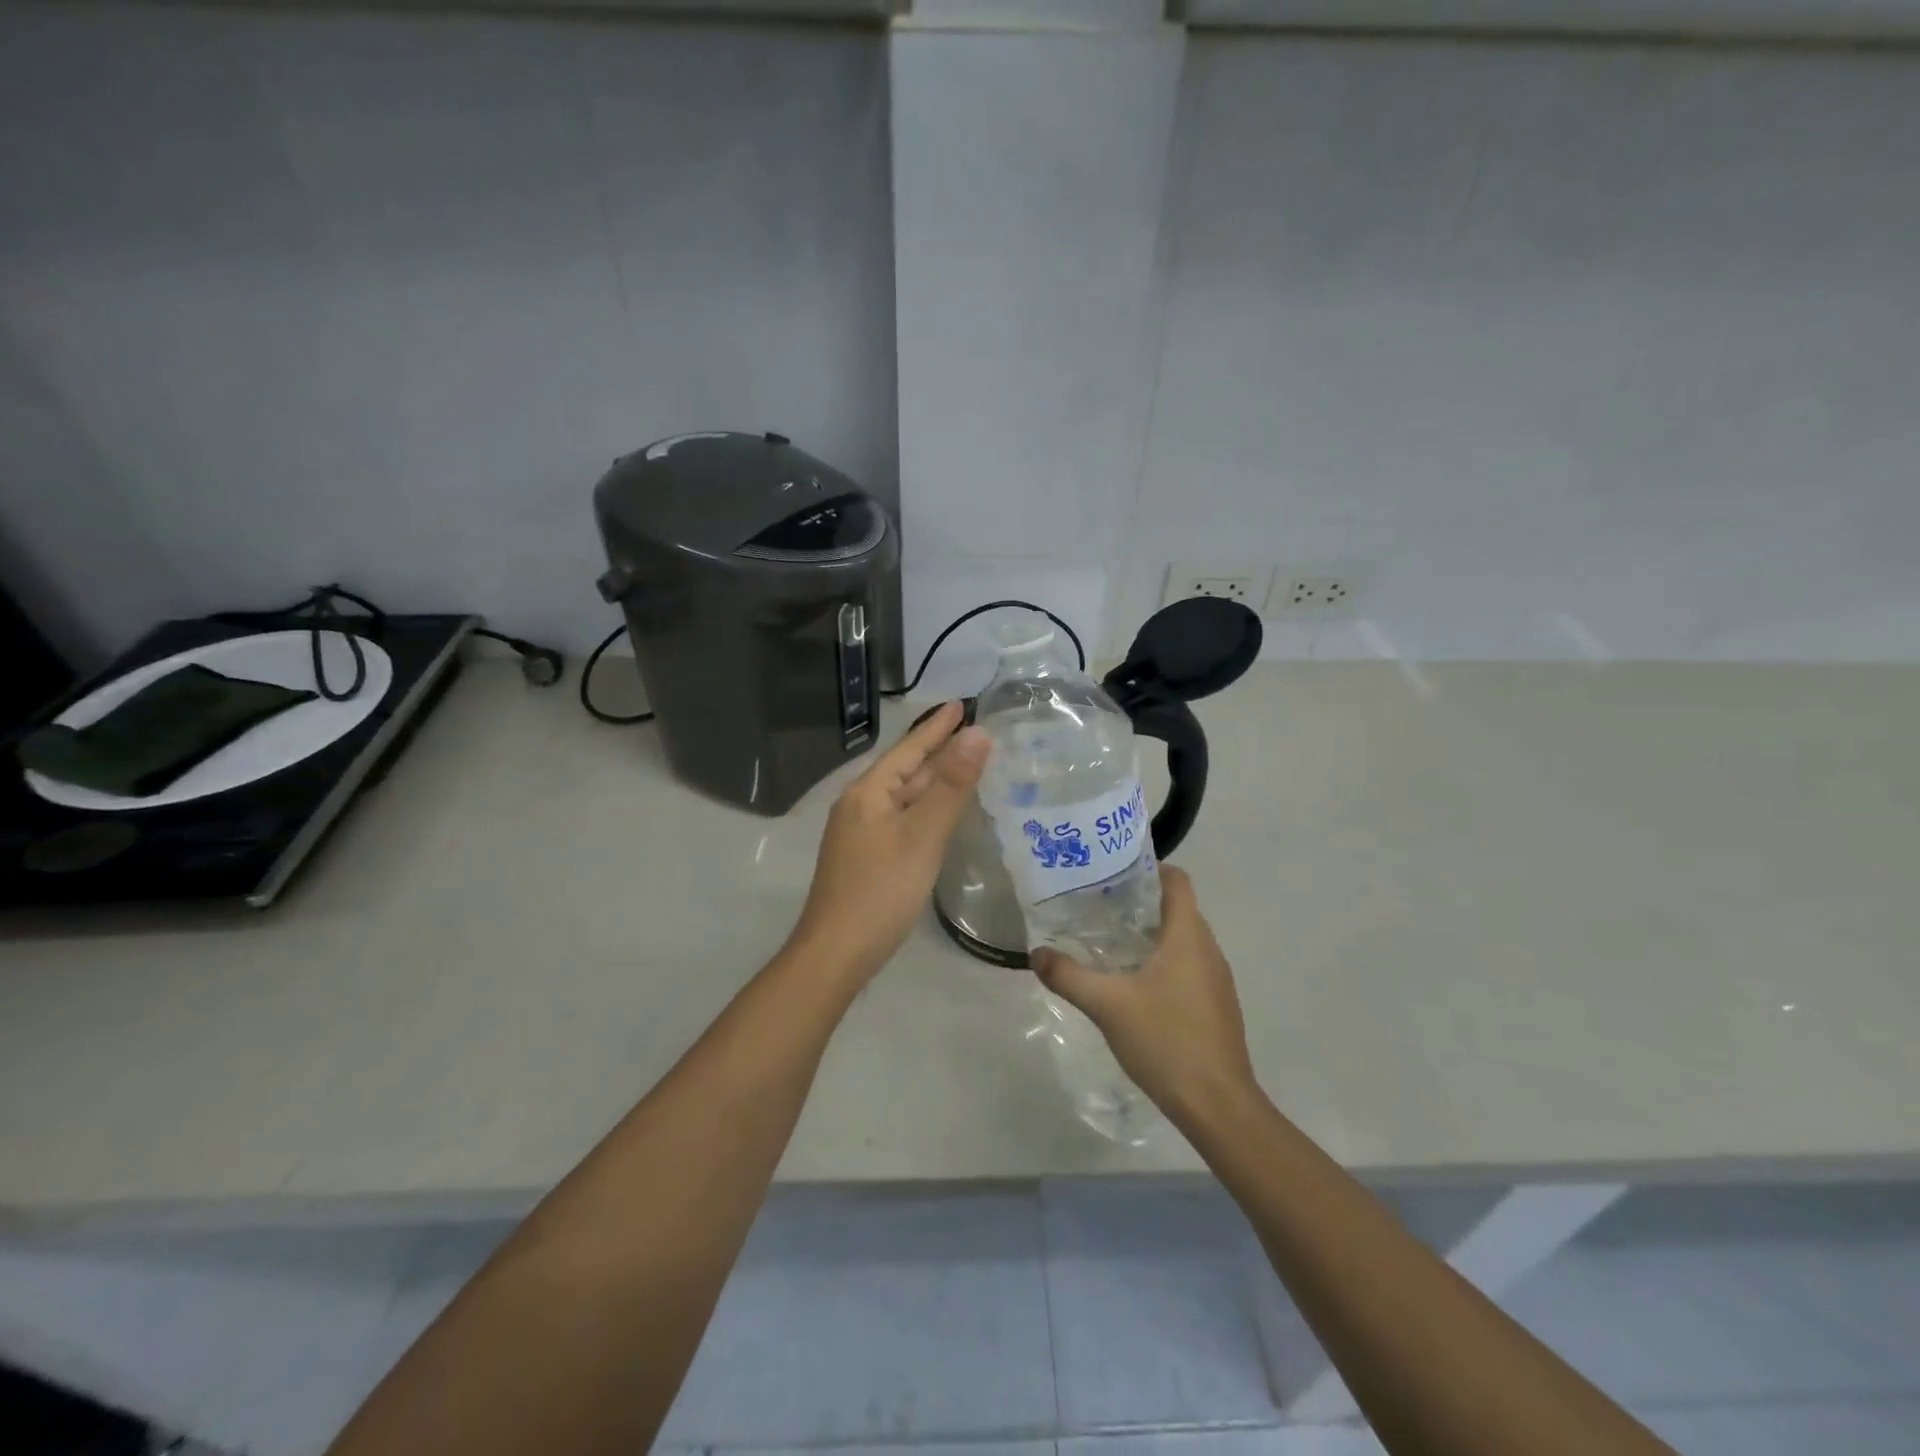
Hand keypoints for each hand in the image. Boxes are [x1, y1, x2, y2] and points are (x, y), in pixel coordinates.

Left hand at [787, 701, 990, 983]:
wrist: (836, 954)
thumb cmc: (881, 890)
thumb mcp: (922, 835)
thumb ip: (951, 785)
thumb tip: (978, 733)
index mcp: (868, 793)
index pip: (909, 749)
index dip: (938, 727)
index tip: (962, 703)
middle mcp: (860, 806)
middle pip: (906, 771)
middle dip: (938, 751)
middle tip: (974, 732)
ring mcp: (859, 834)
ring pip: (904, 798)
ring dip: (933, 782)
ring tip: (965, 766)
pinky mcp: (866, 858)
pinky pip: (901, 821)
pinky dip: (925, 810)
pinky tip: (941, 816)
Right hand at [1033, 867, 1257, 1127]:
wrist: (1218, 1105)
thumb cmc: (1165, 1040)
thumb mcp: (1107, 1005)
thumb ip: (1068, 975)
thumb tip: (1036, 953)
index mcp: (1188, 936)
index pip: (1177, 881)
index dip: (1149, 868)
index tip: (1113, 873)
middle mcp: (1208, 949)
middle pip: (1177, 908)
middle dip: (1140, 903)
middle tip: (1098, 907)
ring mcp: (1217, 979)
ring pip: (1184, 940)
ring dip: (1151, 935)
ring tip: (1110, 943)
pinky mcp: (1217, 1005)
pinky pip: (1189, 967)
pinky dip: (1164, 963)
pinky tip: (1135, 986)